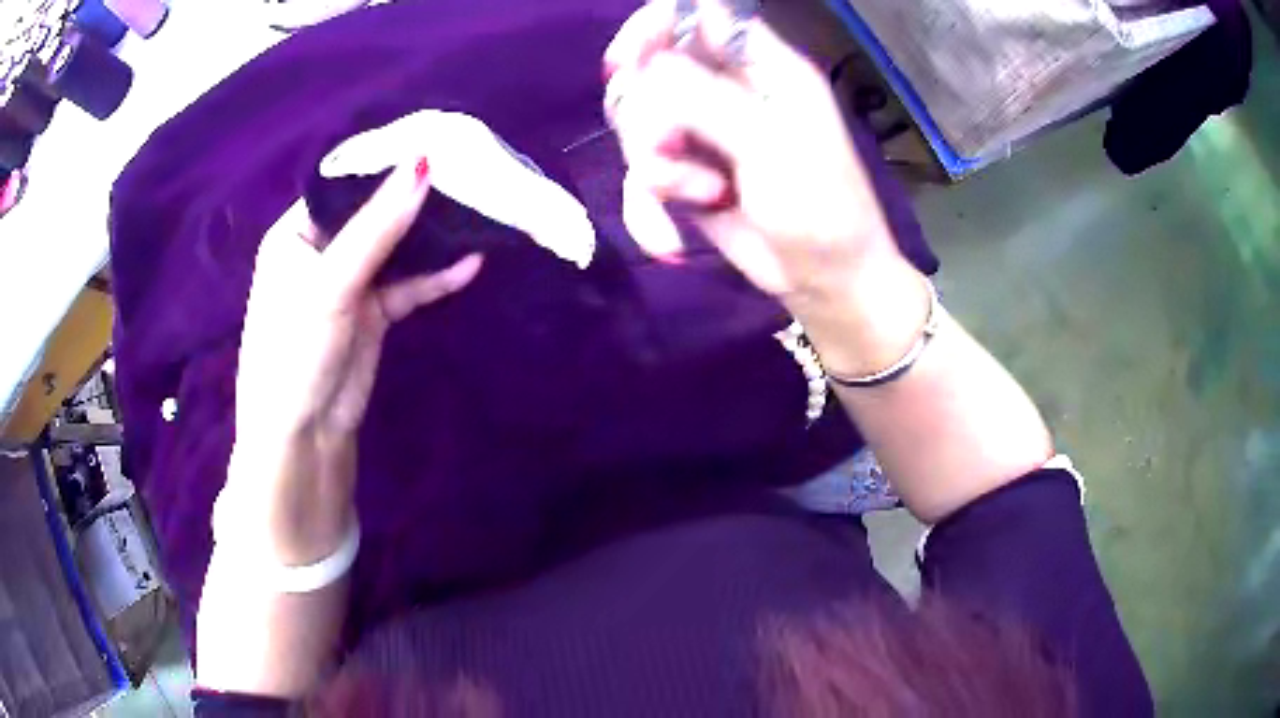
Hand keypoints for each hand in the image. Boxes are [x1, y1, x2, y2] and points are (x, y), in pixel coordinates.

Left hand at [216, 158, 482, 566]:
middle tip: (467, 173)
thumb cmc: (296, 351)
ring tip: (478, 209)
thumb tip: (423, 163)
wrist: (303, 436)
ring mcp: (350, 282)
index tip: (437, 145)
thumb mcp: (331, 284)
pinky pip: (409, 284)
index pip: (345, 185)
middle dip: (416, 198)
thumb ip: (376, 226)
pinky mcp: (373, 312)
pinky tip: (471, 262)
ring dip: (431, 236)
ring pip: (396, 247)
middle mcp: (321, 251)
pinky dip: (437, 276)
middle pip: (375, 213)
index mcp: (296, 233)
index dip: (386, 166)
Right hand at [604, 1, 928, 375]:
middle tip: (670, 148)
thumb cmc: (821, 210)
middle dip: (648, 114)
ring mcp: (703, 133)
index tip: (628, 62)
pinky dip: (647, 208)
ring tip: (701, 197)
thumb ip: (707, 99)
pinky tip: (670, 239)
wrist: (825, 283)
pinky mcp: (686, 175)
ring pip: (638, 123)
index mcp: (763, 68)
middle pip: (651, 69)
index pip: (698, 15)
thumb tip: (646, 67)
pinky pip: (640, 175)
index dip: (655, 27)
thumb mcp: (771, 147)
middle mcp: (727, 90)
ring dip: (655, 166)